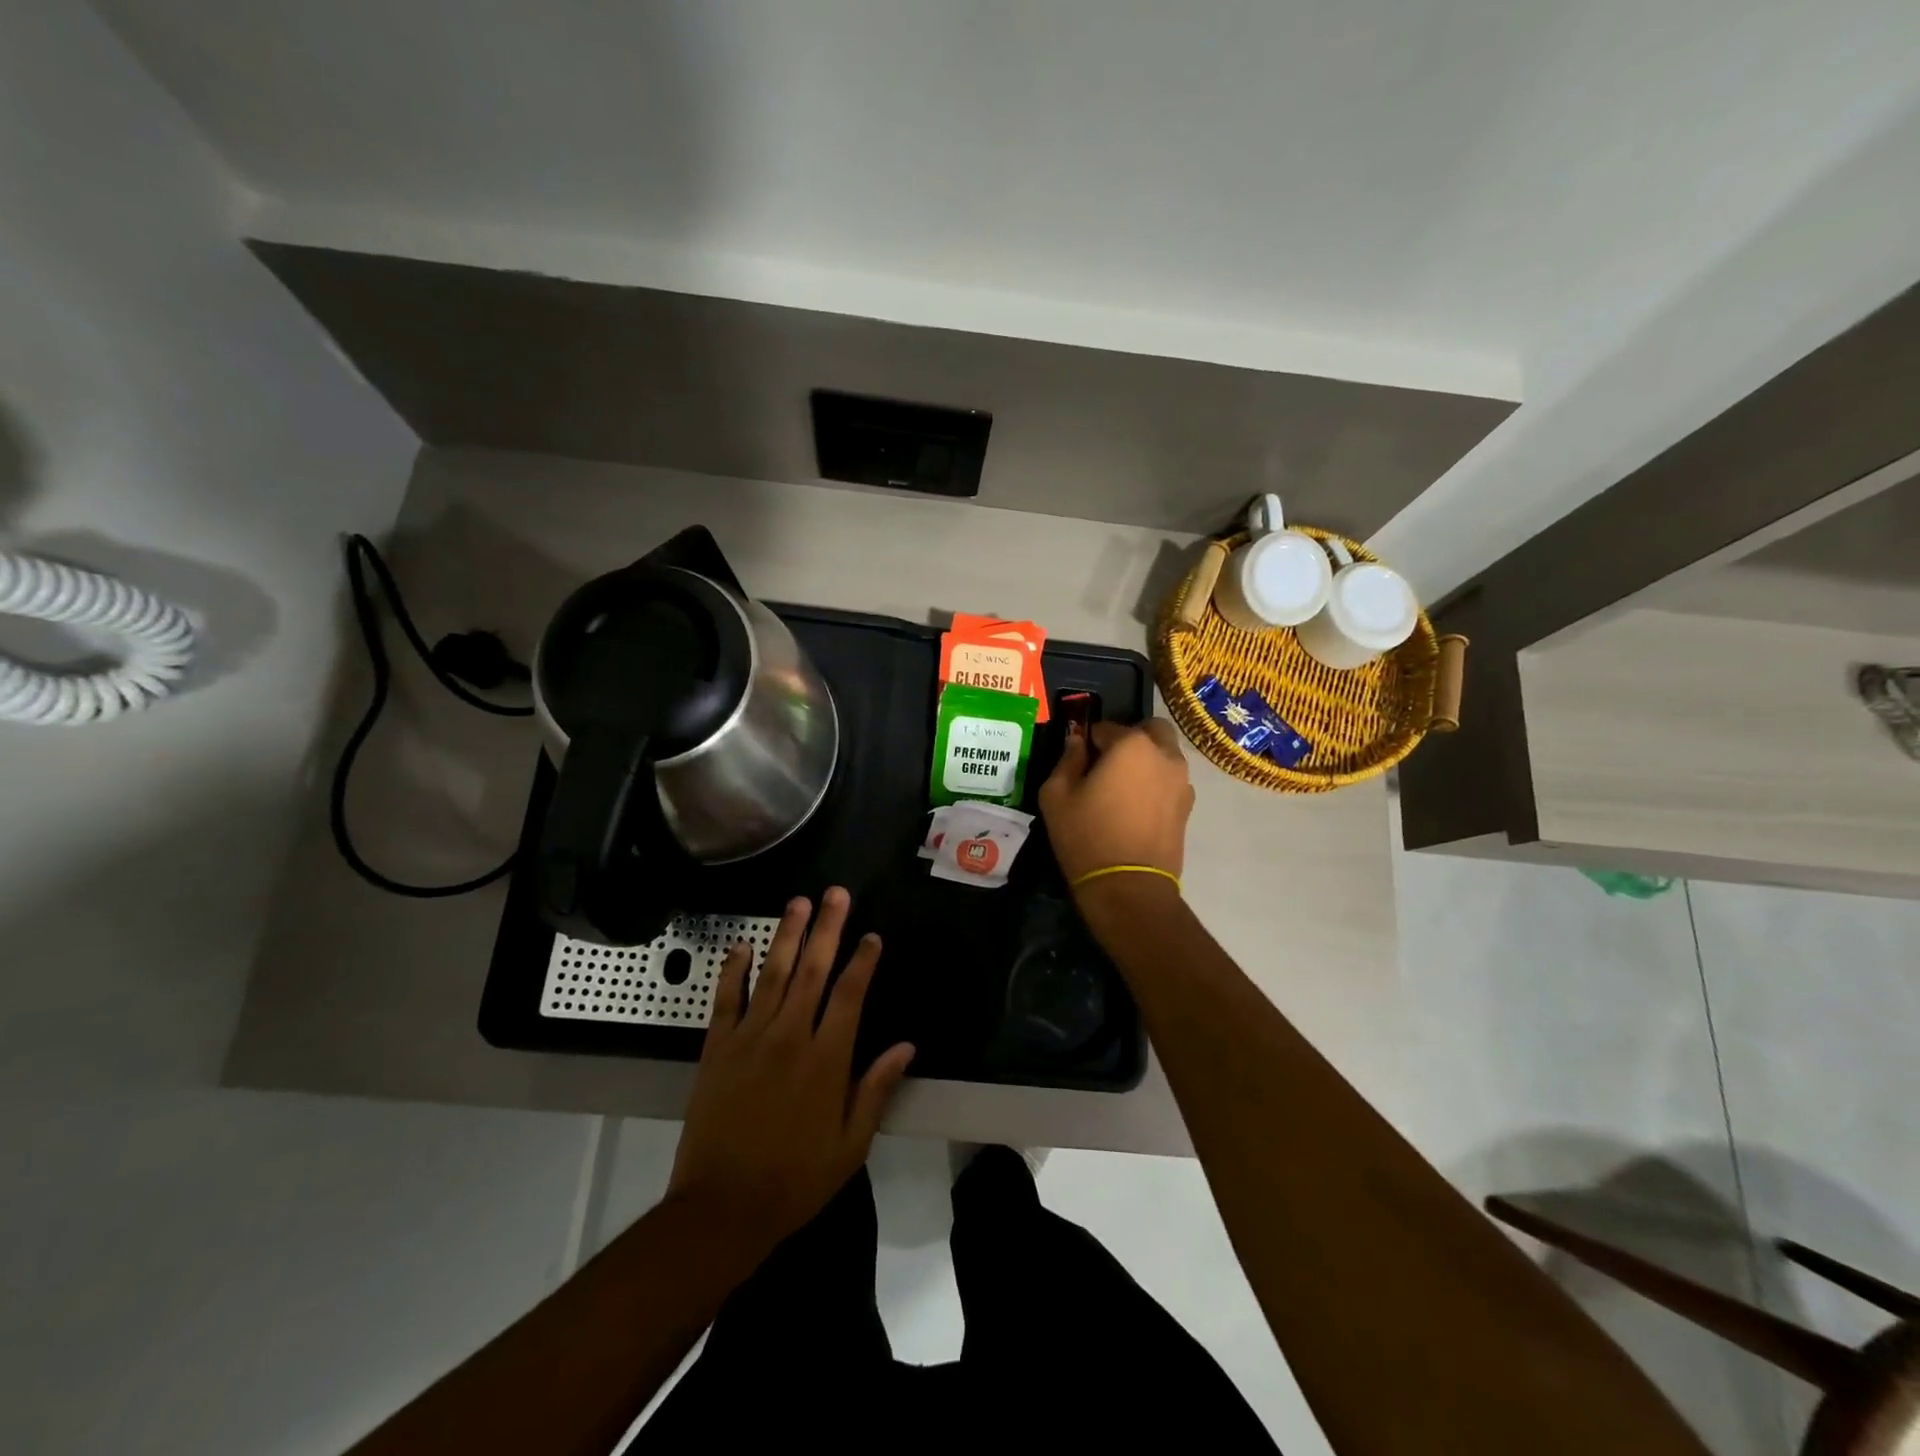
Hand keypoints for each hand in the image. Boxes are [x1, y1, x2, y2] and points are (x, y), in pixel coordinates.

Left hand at [666, 887, 914, 1255]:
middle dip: (827, 928)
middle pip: (813, 970)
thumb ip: (877, 1089)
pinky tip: (742, 944)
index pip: (850, 994)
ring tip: (799, 902)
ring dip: (787, 935)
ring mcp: (750, 1038)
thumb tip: (907, 1045)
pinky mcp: (717, 1048)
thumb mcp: (850, 1145)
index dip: (863, 960)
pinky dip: (733, 970)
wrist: (721, 1209)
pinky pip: (726, 999)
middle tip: (836, 893)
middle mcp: (790, 1036)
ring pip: (772, 974)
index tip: (872, 935)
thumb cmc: (795, 1180)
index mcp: (827, 1059)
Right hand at [1039, 719, 1194, 891]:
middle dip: (1130, 738)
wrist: (1128, 887)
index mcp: (1131, 744)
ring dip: (1147, 760)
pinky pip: (1171, 782)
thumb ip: (1068, 759)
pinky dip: (1156, 784)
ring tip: (1123, 789)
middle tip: (1107, 764)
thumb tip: (1077, 742)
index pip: (1106, 727)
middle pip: (1150, 731)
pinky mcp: (1188, 807)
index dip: (1089, 740)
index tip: (1078, 759)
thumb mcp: (1056, 794)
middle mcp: (1164, 755)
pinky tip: (1137, 808)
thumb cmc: (1086, 835)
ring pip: (1165, 756)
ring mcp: (1182, 782)